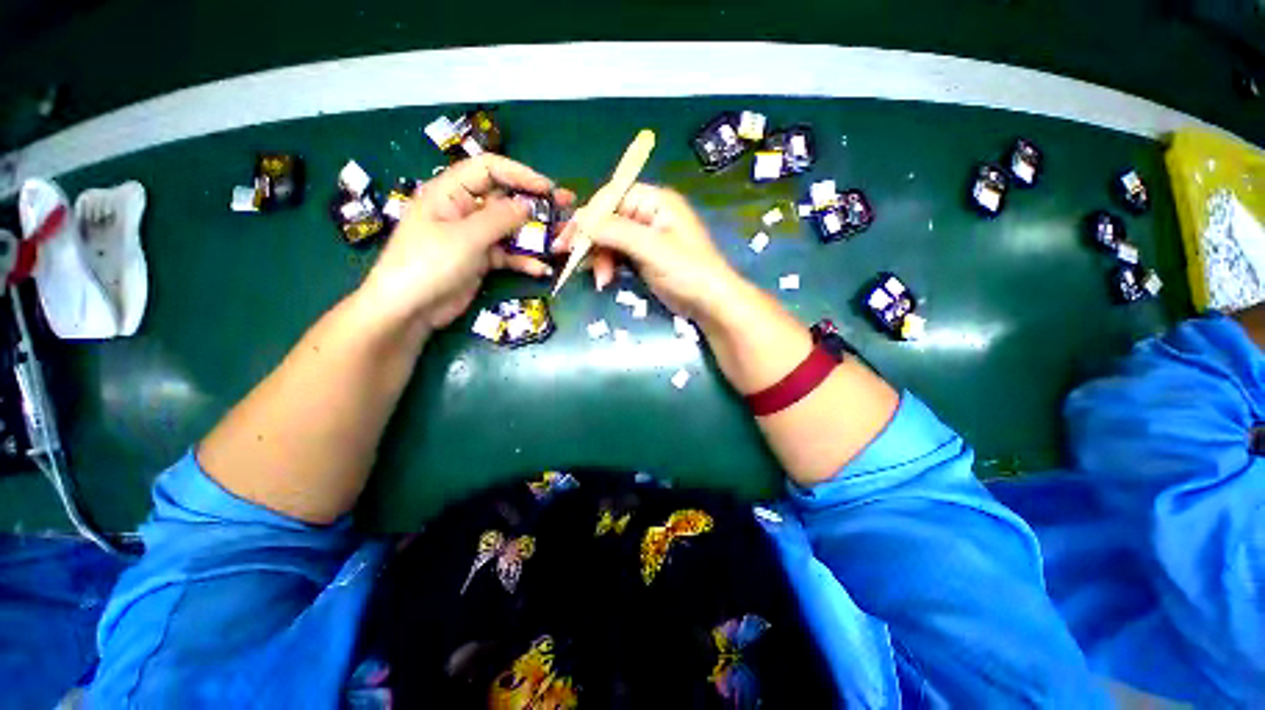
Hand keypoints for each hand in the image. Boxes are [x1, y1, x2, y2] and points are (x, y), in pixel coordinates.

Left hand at [360, 155, 573, 330]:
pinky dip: (524, 261)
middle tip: (567, 207)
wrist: (409, 309)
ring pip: (511, 229)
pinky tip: (541, 270)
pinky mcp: (481, 260)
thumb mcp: (465, 238)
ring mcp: (474, 237)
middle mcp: (464, 210)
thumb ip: (499, 219)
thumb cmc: (429, 264)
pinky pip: (508, 255)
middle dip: (535, 204)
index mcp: (450, 192)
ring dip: (536, 235)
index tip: (548, 188)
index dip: (520, 174)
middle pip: (505, 199)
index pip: (488, 169)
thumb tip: (528, 206)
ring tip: (563, 239)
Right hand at [554, 184, 743, 322]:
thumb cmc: (686, 270)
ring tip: (601, 280)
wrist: (710, 303)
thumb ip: (615, 231)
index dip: (589, 216)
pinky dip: (609, 266)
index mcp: (654, 201)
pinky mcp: (644, 257)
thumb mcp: (651, 248)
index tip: (568, 237)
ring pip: (610, 240)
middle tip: (572, 261)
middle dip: (592, 242)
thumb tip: (580, 218)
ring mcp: (646, 237)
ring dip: (600, 258)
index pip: (612, 198)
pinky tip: (605, 280)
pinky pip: (618, 255)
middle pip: (608, 220)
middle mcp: (648, 214)